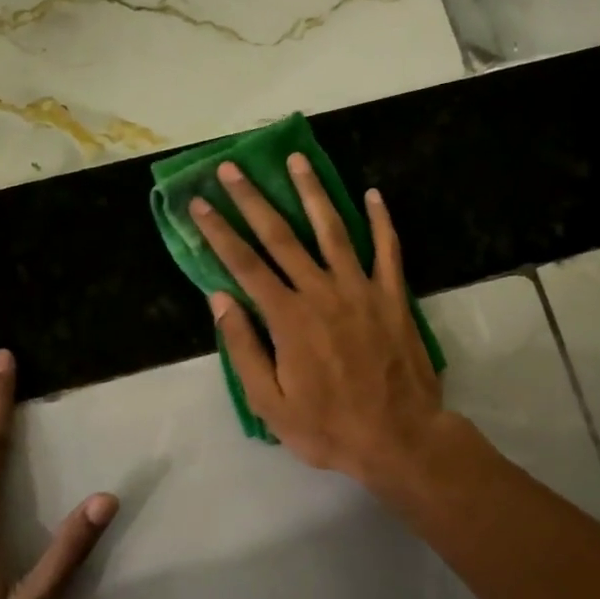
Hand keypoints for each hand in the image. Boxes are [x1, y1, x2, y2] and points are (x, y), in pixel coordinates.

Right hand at [192, 154, 452, 489]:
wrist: (400, 438)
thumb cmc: (329, 427)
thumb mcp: (271, 403)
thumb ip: (243, 349)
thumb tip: (220, 299)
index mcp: (288, 318)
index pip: (244, 264)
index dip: (219, 232)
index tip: (199, 203)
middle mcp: (321, 291)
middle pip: (281, 235)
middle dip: (253, 199)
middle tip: (233, 168)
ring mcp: (361, 289)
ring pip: (332, 229)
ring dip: (312, 192)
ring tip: (297, 159)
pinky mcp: (393, 296)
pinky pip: (387, 249)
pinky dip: (381, 220)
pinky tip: (372, 193)